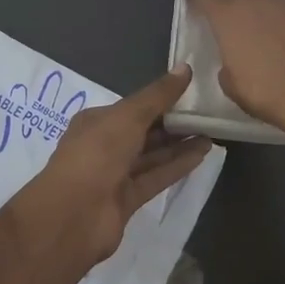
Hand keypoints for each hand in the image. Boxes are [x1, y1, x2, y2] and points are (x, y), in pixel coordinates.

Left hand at [6, 65, 212, 270]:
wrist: (73, 216)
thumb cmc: (97, 154)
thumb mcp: (128, 116)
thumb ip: (158, 95)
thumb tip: (186, 67)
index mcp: (96, 121)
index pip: (133, 107)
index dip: (160, 99)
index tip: (191, 92)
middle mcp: (104, 146)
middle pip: (144, 131)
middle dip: (173, 123)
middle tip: (207, 113)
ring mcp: (115, 175)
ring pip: (152, 155)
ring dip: (179, 145)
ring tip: (211, 132)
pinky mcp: (127, 200)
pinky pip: (156, 177)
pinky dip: (177, 166)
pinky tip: (202, 154)